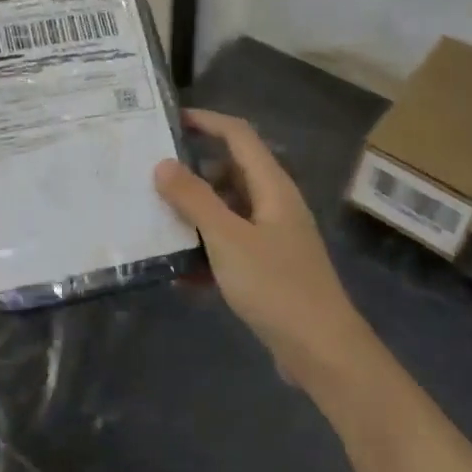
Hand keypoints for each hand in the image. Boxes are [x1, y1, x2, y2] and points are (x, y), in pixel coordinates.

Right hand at [154, 110, 366, 375]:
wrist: (322, 351)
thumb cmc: (276, 286)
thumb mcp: (228, 239)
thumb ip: (195, 200)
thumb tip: (163, 164)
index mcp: (272, 186)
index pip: (238, 136)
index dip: (207, 121)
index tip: (169, 121)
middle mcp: (274, 204)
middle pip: (230, 173)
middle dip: (192, 173)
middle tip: (150, 176)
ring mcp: (273, 238)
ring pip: (227, 212)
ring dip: (195, 215)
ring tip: (154, 220)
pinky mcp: (268, 269)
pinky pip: (230, 247)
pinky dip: (206, 252)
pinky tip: (178, 272)